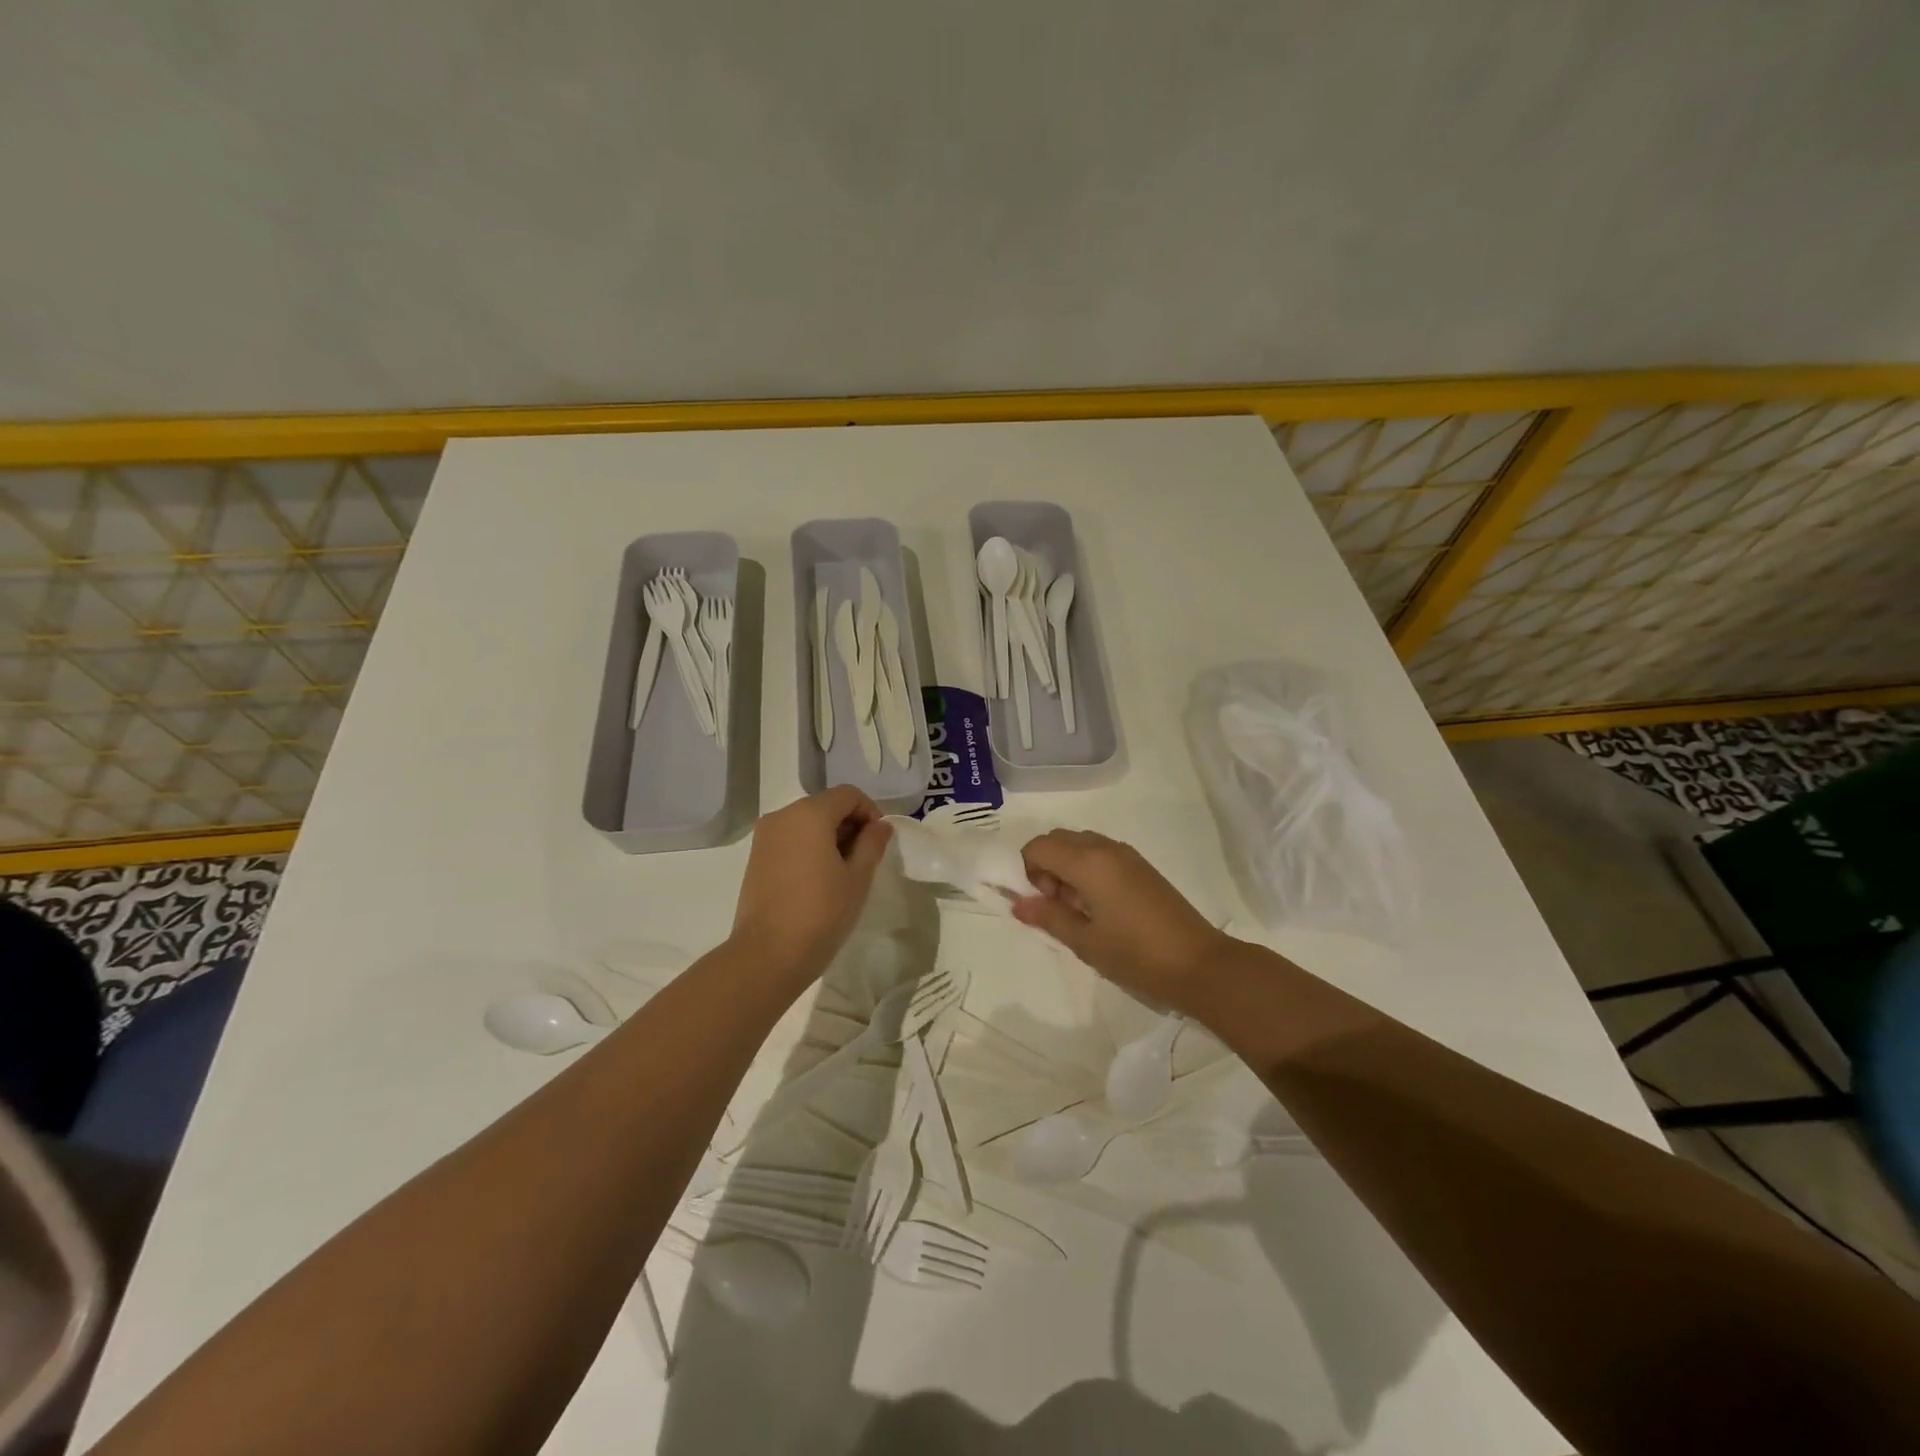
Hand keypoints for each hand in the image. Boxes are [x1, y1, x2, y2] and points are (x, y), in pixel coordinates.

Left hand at [730, 786, 892, 988]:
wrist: (767, 955)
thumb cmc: (821, 913)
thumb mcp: (858, 878)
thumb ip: (872, 843)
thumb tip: (880, 826)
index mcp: (809, 814)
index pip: (848, 795)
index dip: (870, 812)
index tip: (879, 842)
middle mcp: (782, 816)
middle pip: (826, 805)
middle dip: (850, 824)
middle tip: (865, 859)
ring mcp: (765, 837)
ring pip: (807, 823)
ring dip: (830, 837)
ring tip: (842, 873)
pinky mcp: (756, 857)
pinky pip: (790, 839)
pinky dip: (809, 848)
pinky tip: (819, 880)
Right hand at [1012, 830, 1230, 1009]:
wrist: (1199, 964)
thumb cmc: (1136, 955)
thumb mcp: (1085, 941)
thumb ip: (1048, 917)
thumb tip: (1018, 903)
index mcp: (1088, 862)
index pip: (1038, 846)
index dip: (1026, 870)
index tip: (1038, 902)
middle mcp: (1106, 848)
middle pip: (1058, 839)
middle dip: (1045, 866)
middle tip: (1055, 906)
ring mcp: (1127, 855)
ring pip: (1080, 845)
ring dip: (1066, 867)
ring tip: (1078, 910)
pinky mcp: (1142, 867)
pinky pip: (1101, 854)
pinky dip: (1087, 869)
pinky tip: (1099, 908)